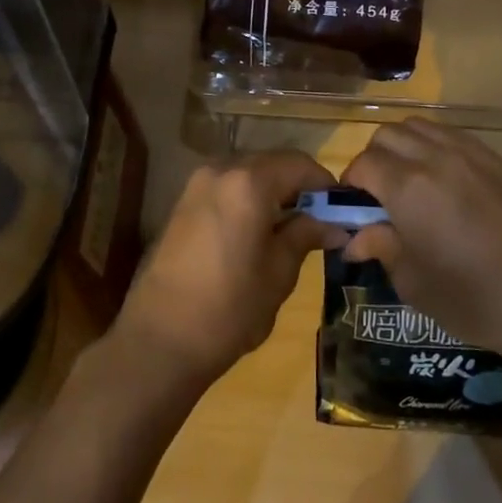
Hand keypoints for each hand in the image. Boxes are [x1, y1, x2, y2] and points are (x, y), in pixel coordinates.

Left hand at [113, 150, 336, 390]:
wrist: (159, 339)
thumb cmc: (229, 307)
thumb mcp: (279, 273)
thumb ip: (305, 236)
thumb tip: (334, 225)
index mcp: (249, 182)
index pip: (300, 164)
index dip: (325, 184)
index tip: (342, 211)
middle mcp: (221, 169)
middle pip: (272, 163)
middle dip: (298, 186)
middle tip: (319, 220)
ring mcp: (196, 184)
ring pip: (247, 174)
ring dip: (272, 192)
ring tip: (289, 229)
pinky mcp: (182, 203)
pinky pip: (226, 188)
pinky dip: (247, 199)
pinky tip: (256, 232)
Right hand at [341, 120, 501, 368]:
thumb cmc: (472, 299)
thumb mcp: (413, 282)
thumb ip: (380, 247)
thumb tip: (354, 238)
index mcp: (409, 187)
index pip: (363, 164)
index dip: (352, 185)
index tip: (355, 210)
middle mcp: (435, 157)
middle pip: (387, 135)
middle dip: (374, 160)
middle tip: (380, 196)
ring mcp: (470, 153)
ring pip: (419, 127)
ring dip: (404, 147)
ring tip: (411, 183)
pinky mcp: (496, 160)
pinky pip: (453, 136)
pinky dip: (435, 148)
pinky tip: (446, 182)